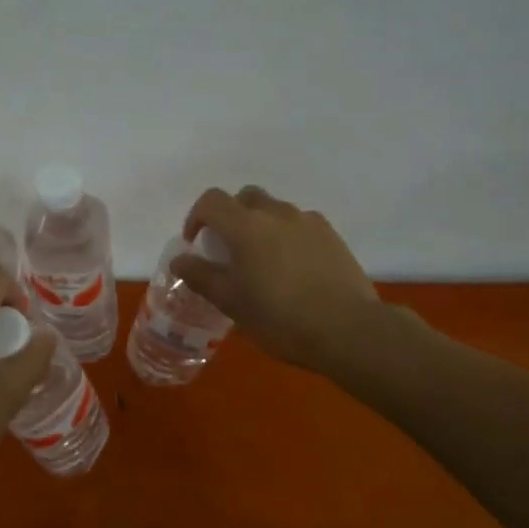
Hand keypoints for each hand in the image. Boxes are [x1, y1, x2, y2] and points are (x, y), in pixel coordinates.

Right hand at [171, 185, 397, 376]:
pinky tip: (295, 267)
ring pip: (275, 210)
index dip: (197, 216)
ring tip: (264, 260)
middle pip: (246, 198)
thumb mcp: (231, 302)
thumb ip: (201, 276)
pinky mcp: (332, 236)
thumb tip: (180, 259)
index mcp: (245, 226)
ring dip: (262, 225)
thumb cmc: (280, 317)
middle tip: (230, 248)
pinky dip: (289, 236)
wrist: (349, 330)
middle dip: (231, 216)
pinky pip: (301, 225)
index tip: (196, 242)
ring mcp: (308, 222)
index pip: (211, 201)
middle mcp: (276, 213)